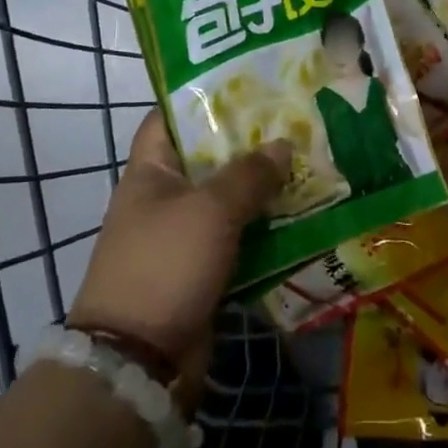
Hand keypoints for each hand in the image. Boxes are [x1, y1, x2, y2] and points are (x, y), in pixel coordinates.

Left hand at [68, 111, 290, 408]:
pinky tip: (302, 216)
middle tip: (296, 122)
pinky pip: (238, 238)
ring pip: (229, 199)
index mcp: (152, 169)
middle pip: (210, 157)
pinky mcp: (202, 269)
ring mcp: (183, 235)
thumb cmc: (165, 265)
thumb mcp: (210, 210)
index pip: (172, 115)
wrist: (138, 363)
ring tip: (310, 163)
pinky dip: (265, 229)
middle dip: (251, 143)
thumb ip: (249, 174)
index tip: (249, 84)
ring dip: (264, 188)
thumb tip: (283, 146)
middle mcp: (165, 196)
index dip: (205, 96)